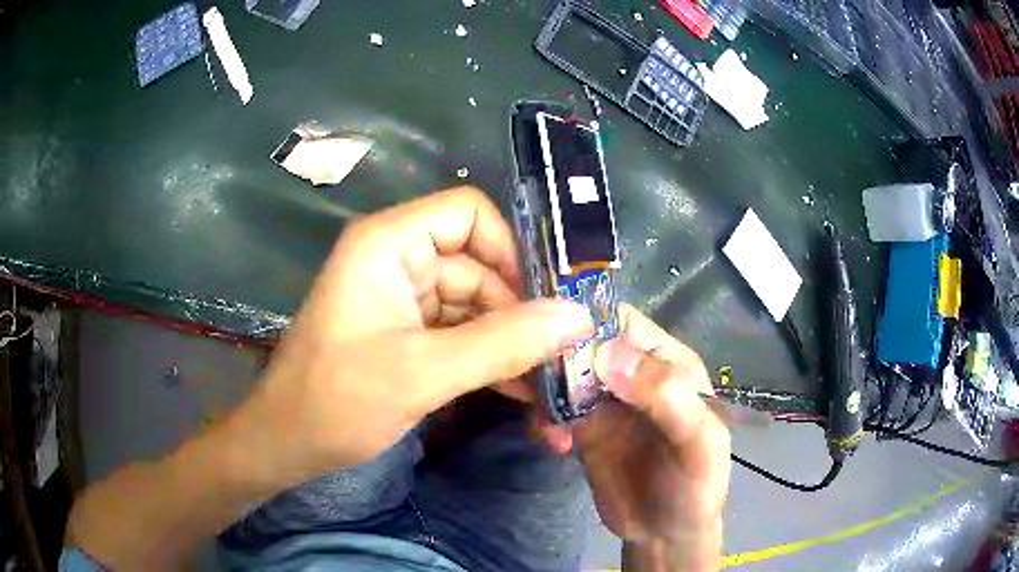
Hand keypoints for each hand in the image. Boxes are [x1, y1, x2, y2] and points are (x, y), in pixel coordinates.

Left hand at [233, 187, 593, 487]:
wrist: (287, 444)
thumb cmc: (336, 401)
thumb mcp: (423, 373)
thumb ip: (504, 344)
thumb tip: (580, 318)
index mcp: (389, 244)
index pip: (469, 214)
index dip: (510, 250)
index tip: (543, 304)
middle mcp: (398, 260)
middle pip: (480, 265)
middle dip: (520, 312)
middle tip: (563, 358)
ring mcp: (403, 299)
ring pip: (476, 305)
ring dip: (511, 344)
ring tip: (549, 385)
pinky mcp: (406, 334)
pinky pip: (462, 334)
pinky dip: (490, 360)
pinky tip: (520, 392)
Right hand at [567, 306, 730, 569]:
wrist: (667, 534)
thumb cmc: (696, 486)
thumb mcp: (698, 443)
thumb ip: (666, 397)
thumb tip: (608, 354)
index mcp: (668, 363)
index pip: (622, 322)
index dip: (587, 322)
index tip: (551, 339)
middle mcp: (633, 373)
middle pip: (583, 343)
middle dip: (553, 356)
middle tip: (529, 380)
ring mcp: (605, 401)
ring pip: (562, 374)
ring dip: (544, 390)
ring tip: (546, 423)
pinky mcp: (584, 428)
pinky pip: (553, 408)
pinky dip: (543, 417)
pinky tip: (551, 442)